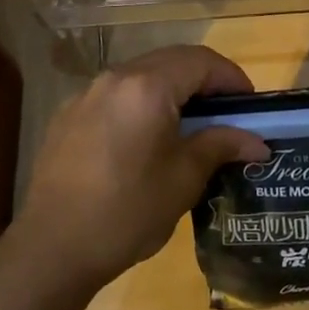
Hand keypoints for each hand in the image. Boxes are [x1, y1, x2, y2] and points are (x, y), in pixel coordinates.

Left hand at [8, 45, 267, 295]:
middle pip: (171, 61)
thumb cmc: (127, 212)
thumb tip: (256, 142)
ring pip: (142, 75)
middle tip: (226, 112)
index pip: (201, 62)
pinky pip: (116, 94)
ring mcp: (87, 94)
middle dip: (203, 80)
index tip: (250, 105)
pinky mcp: (68, 115)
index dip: (231, 78)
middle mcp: (115, 78)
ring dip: (171, 89)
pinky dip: (141, 103)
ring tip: (190, 125)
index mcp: (147, 87)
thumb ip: (220, 146)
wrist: (51, 248)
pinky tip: (146, 139)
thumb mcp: (183, 180)